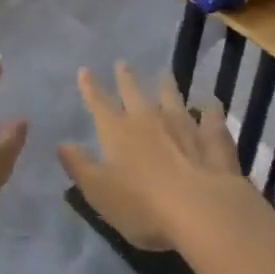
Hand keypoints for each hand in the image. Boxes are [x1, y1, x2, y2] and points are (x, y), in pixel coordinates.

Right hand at [57, 63, 244, 250]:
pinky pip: (211, 117)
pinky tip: (210, 102)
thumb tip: (62, 144)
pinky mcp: (213, 138)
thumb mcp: (99, 192)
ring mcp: (183, 125)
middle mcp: (148, 120)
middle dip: (126, 78)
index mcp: (117, 131)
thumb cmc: (143, 205)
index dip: (90, 87)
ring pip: (172, 97)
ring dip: (166, 85)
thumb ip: (79, 166)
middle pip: (134, 92)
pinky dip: (209, 108)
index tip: (85, 71)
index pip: (98, 103)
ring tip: (164, 73)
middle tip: (122, 63)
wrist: (202, 210)